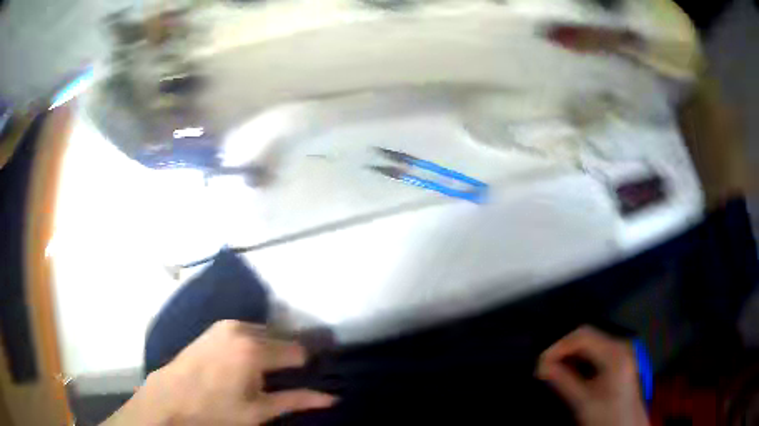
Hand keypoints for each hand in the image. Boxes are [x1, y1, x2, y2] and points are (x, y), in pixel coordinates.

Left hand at [103, 320, 336, 425]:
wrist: (171, 398)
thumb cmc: (217, 410)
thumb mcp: (260, 411)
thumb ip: (297, 400)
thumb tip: (332, 398)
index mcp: (255, 349)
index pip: (298, 350)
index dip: (307, 365)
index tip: (311, 377)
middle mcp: (242, 328)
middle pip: (281, 338)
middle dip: (288, 356)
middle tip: (288, 378)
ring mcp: (226, 325)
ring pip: (263, 333)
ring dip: (271, 349)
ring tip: (267, 373)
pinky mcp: (215, 327)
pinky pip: (246, 331)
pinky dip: (254, 343)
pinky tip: (247, 363)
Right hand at [537, 326, 648, 425]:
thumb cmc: (607, 415)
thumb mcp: (584, 401)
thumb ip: (563, 381)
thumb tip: (542, 366)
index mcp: (614, 353)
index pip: (582, 336)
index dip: (558, 346)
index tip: (540, 363)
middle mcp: (619, 345)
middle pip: (586, 336)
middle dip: (563, 350)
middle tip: (543, 367)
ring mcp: (620, 352)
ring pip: (589, 343)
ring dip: (569, 355)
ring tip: (552, 370)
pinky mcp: (618, 360)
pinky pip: (595, 352)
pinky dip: (579, 359)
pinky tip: (568, 372)